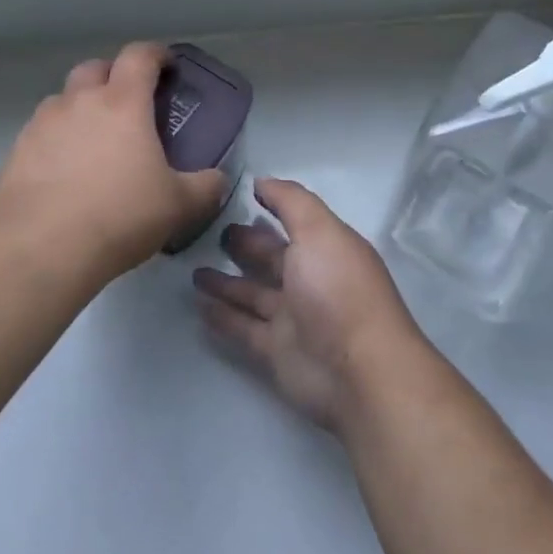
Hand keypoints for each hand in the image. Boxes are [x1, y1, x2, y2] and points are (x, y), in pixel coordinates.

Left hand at [0, 43, 231, 284]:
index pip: (139, 56)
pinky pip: (39, 134)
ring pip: (62, 100)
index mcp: (122, 104)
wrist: (42, 249)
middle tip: (129, 104)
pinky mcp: (16, 152)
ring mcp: (41, 125)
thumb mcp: (178, 206)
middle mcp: (78, 103)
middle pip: (94, 68)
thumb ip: (205, 187)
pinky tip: (64, 173)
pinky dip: (55, 141)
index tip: (167, 66)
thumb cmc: (120, 217)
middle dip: (114, 76)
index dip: (156, 54)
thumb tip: (217, 179)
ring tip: (93, 141)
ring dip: (80, 108)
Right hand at [193, 178, 430, 433]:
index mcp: (326, 249)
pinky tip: (198, 305)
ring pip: (253, 294)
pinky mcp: (275, 350)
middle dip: (247, 245)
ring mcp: (293, 318)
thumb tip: (262, 181)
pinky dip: (222, 316)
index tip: (241, 194)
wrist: (358, 371)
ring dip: (226, 282)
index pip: (295, 222)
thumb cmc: (338, 290)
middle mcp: (310, 281)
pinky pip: (242, 328)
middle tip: (212, 232)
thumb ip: (291, 202)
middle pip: (272, 258)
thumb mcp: (319, 231)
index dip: (273, 207)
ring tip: (194, 270)